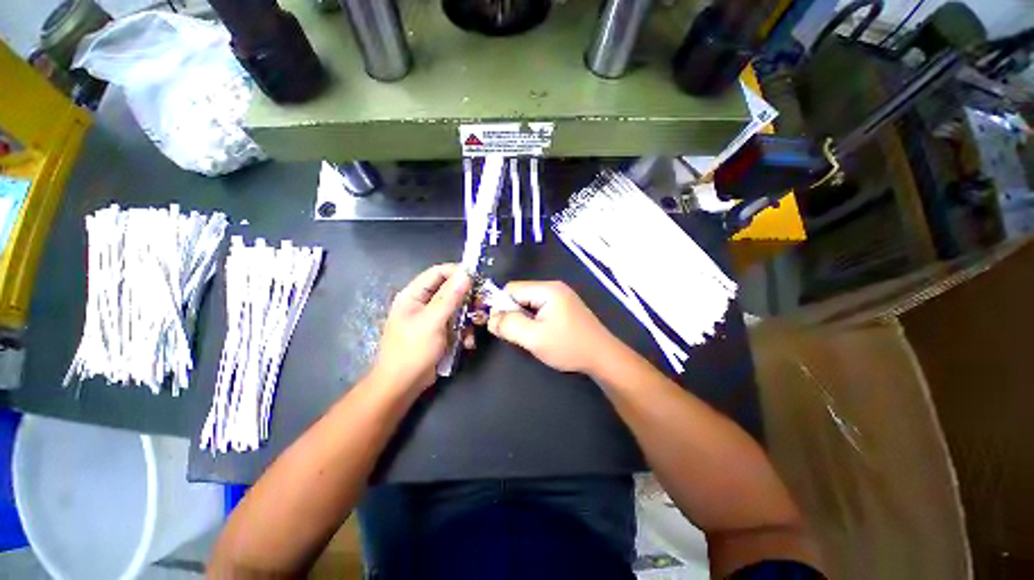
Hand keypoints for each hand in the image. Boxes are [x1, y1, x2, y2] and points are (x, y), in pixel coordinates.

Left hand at [371, 264, 471, 392]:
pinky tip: (468, 343)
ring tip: (474, 329)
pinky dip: (465, 331)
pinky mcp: (440, 331)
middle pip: (450, 290)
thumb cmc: (412, 351)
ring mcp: (432, 318)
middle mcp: (423, 303)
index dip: (457, 273)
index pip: (438, 273)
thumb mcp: (432, 322)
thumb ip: (449, 297)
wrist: (403, 385)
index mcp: (413, 295)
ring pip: (457, 308)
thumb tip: (465, 274)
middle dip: (467, 299)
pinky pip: (457, 323)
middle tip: (481, 306)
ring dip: (468, 318)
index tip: (477, 280)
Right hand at [482, 281, 618, 373]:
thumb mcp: (533, 338)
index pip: (512, 289)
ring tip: (532, 336)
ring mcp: (561, 297)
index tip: (502, 326)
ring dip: (524, 319)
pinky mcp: (565, 308)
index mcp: (547, 289)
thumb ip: (508, 325)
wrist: (603, 358)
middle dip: (514, 313)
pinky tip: (542, 335)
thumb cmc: (568, 346)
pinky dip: (535, 321)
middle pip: (521, 295)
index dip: (501, 306)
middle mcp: (554, 288)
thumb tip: (490, 318)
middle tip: (520, 334)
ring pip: (530, 304)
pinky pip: (541, 309)